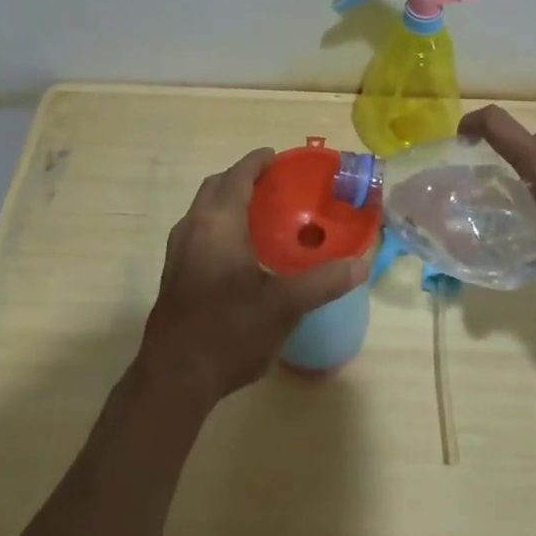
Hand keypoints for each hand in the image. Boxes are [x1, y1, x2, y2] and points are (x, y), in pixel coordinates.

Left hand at [138, 148, 369, 405]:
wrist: (174, 378)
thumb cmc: (229, 330)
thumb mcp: (283, 306)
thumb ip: (323, 282)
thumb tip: (361, 265)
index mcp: (217, 223)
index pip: (237, 176)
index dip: (257, 162)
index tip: (277, 157)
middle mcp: (193, 228)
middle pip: (215, 187)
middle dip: (241, 178)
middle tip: (273, 185)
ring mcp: (178, 252)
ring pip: (203, 210)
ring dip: (227, 202)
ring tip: (260, 215)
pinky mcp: (174, 275)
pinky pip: (198, 232)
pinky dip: (218, 225)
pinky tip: (240, 253)